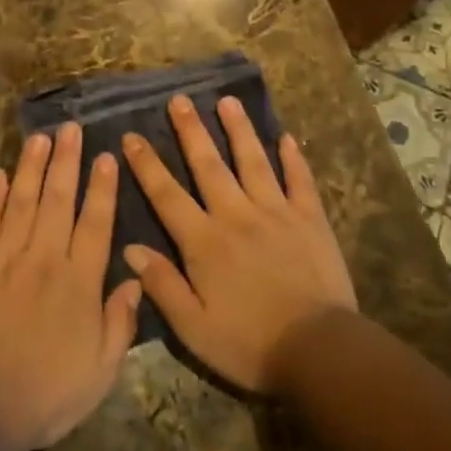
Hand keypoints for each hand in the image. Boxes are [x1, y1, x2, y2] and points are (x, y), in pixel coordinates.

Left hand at [0, 124, 142, 450]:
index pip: (95, 223)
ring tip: (40, 137)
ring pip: (22, 201)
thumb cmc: (46, 393)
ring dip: (32, 167)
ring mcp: (5, 258)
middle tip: (71, 128)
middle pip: (58, 200)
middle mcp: (44, 258)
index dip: (101, 188)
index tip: (105, 156)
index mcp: (79, 282)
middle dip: (66, 161)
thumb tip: (135, 279)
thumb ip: (120, 322)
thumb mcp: (100, 370)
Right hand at [119, 96, 356, 394]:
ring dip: (239, 130)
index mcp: (204, 242)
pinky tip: (286, 137)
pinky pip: (300, 180)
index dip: (147, 165)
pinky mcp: (311, 220)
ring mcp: (276, 213)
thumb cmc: (250, 344)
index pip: (167, 195)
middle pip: (208, 165)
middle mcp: (236, 216)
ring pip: (253, 161)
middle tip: (178, 99)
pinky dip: (293, 158)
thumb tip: (130, 249)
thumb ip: (162, 285)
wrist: (320, 351)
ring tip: (227, 101)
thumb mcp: (194, 328)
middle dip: (190, 131)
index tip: (131, 137)